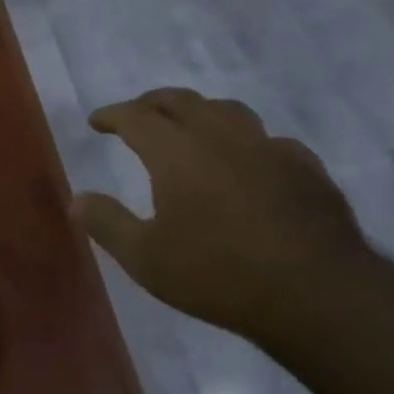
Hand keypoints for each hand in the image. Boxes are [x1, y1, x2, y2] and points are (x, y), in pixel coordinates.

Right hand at [72, 87, 369, 339]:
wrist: (316, 293)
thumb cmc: (219, 275)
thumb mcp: (147, 259)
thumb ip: (108, 224)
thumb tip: (76, 198)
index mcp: (176, 151)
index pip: (135, 116)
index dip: (112, 115)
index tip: (97, 121)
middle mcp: (219, 135)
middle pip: (179, 100)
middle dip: (151, 103)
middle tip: (138, 115)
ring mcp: (267, 146)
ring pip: (227, 109)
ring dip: (200, 111)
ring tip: (192, 126)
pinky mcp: (304, 165)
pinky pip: (269, 139)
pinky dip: (248, 142)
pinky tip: (251, 161)